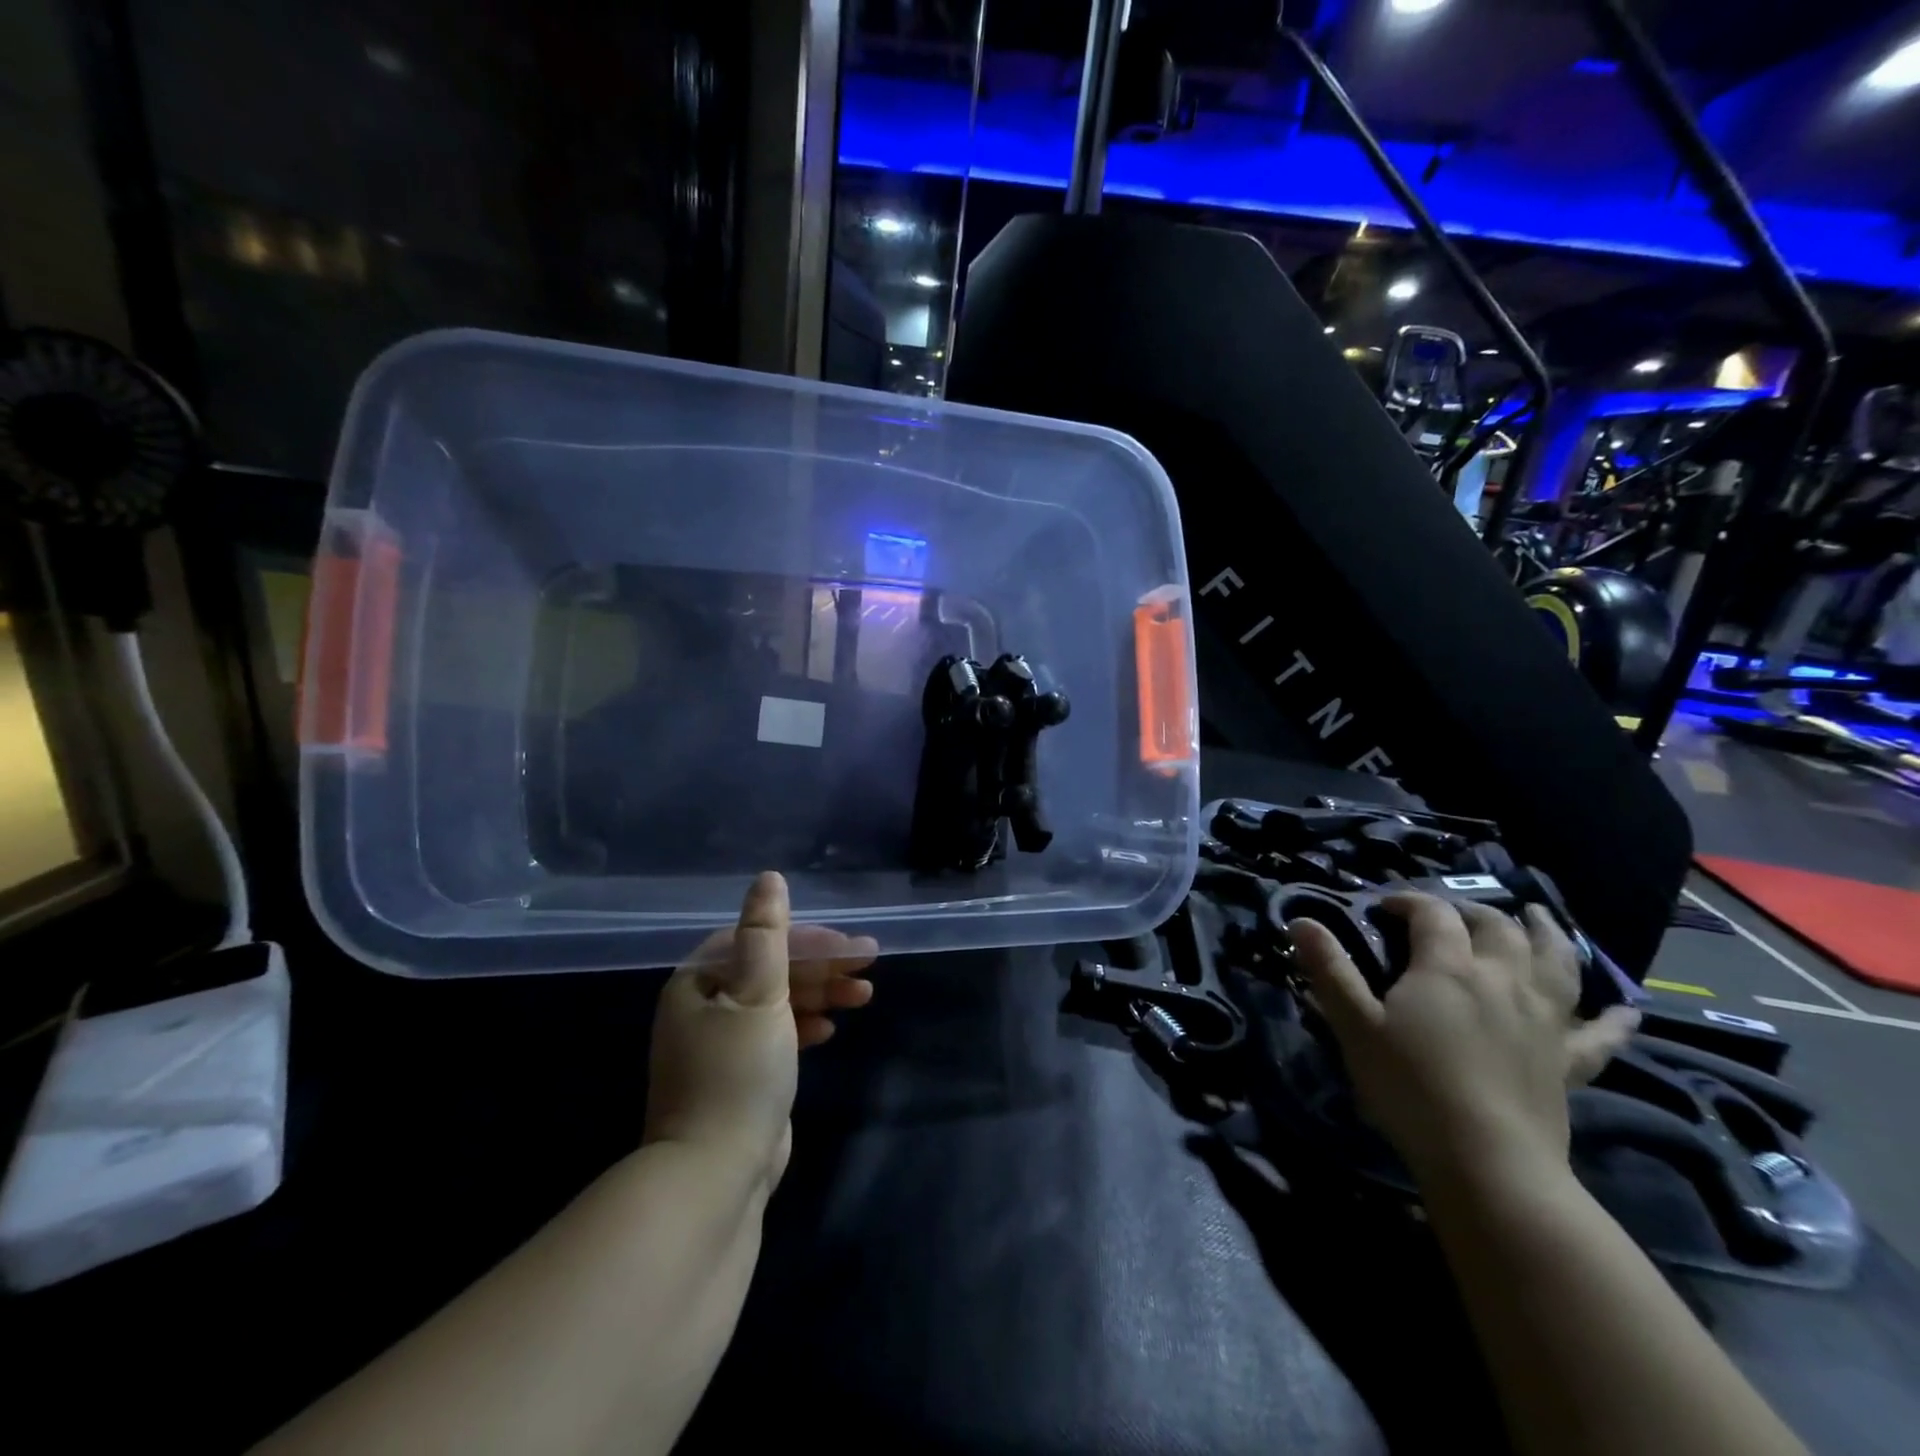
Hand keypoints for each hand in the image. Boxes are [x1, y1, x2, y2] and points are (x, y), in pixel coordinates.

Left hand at [643, 873, 878, 1192]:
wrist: (715, 1174)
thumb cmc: (737, 1072)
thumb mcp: (758, 994)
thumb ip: (767, 934)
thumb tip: (769, 878)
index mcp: (699, 982)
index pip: (759, 941)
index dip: (809, 940)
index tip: (849, 947)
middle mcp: (705, 1007)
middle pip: (772, 971)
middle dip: (823, 968)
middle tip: (868, 968)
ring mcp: (722, 1044)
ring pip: (779, 1003)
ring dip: (821, 994)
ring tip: (864, 996)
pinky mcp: (740, 1075)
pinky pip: (778, 1034)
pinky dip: (805, 1025)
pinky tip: (832, 1028)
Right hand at [1289, 894, 1639, 1189]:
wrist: (1488, 1163)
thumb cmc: (1411, 1086)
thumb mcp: (1355, 1025)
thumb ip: (1329, 969)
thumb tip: (1299, 920)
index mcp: (1448, 968)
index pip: (1433, 914)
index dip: (1409, 901)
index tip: (1384, 907)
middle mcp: (1502, 980)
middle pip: (1496, 928)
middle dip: (1471, 911)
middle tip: (1450, 912)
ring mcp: (1544, 1020)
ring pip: (1555, 962)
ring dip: (1547, 934)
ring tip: (1538, 917)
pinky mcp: (1567, 1061)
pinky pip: (1599, 1034)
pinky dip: (1614, 1019)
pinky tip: (1628, 1010)